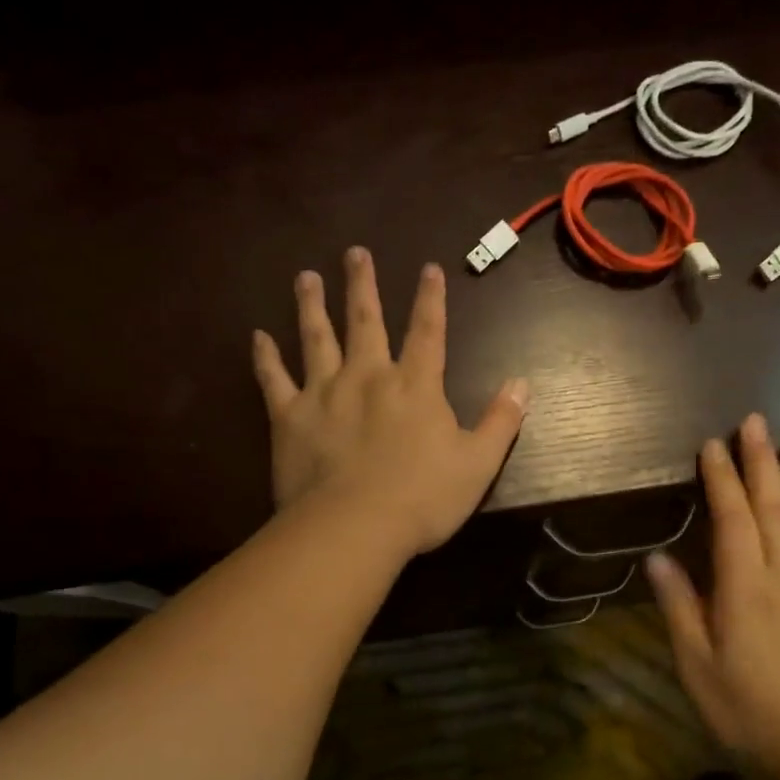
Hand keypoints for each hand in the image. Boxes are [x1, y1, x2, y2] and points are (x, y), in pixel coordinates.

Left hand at [252, 247, 529, 557]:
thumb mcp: (478, 463)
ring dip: (311, 305)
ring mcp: (324, 393)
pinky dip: (265, 358)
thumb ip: (501, 421)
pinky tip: (258, 337)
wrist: (354, 527)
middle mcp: (368, 376)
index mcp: (415, 386)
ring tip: (306, 277)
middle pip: (365, 321)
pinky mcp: (289, 417)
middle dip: (362, 285)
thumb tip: (522, 384)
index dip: (430, 299)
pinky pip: (273, 379)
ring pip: (316, 338)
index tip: (428, 267)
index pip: (427, 332)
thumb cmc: (422, 498)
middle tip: (354, 252)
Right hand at [646, 413, 779, 776]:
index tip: (712, 446)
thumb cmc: (745, 706)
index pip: (732, 519)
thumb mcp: (696, 665)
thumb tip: (658, 558)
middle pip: (771, 507)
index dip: (721, 479)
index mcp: (745, 589)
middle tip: (752, 422)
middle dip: (759, 462)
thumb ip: (679, 608)